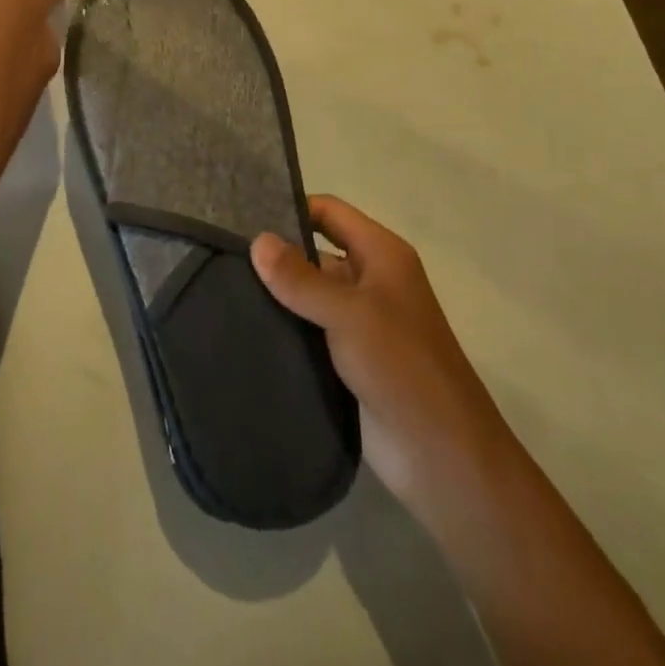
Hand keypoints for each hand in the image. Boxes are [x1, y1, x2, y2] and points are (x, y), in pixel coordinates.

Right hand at [251, 196, 509, 514]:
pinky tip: (244, 327)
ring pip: (309, 293)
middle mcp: (371, 281)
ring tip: (221, 288)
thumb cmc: (402, 368)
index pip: (329, 212)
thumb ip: (301, 278)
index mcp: (382, 255)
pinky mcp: (348, 359)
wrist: (443, 457)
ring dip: (276, 293)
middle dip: (276, 254)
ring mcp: (360, 322)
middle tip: (221, 254)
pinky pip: (309, 330)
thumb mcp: (350, 314)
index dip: (291, 208)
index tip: (242, 217)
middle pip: (316, 252)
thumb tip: (257, 241)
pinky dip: (283, 327)